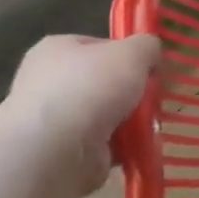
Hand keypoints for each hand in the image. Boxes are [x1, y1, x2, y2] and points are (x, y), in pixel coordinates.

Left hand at [0, 33, 162, 193]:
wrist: (56, 150)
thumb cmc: (91, 88)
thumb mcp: (133, 52)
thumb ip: (147, 46)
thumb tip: (150, 53)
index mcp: (57, 49)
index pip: (99, 46)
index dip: (128, 55)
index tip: (149, 69)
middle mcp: (47, 81)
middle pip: (103, 82)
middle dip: (129, 92)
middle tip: (151, 99)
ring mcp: (51, 118)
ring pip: (104, 114)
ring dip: (128, 121)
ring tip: (149, 125)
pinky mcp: (59, 151)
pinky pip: (100, 143)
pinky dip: (120, 146)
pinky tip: (135, 146)